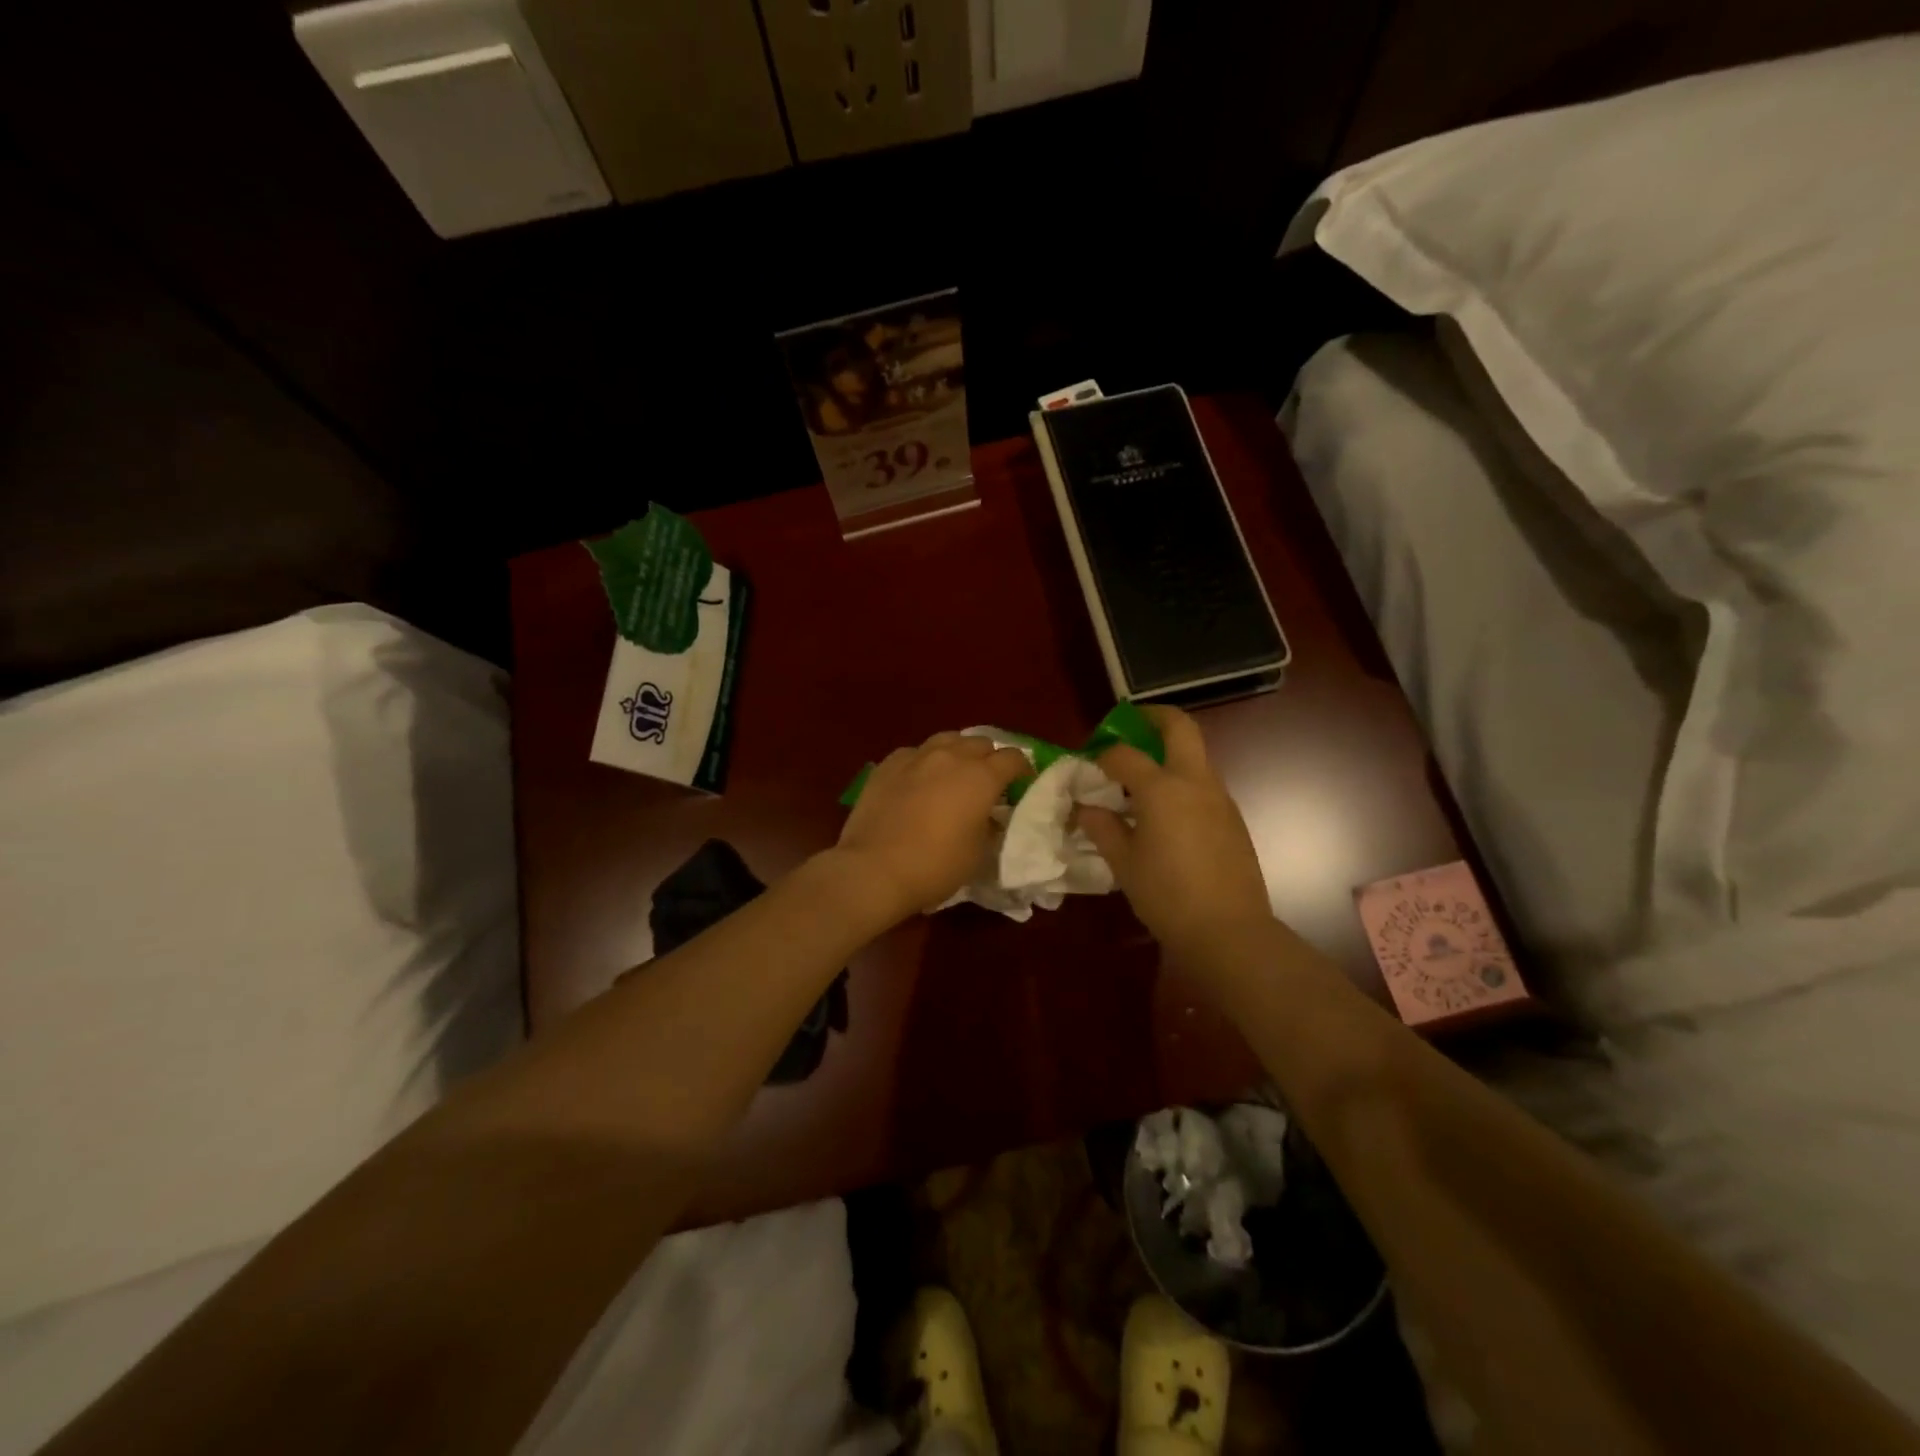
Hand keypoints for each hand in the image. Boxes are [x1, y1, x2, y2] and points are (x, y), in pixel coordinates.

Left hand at [832, 732, 1030, 923]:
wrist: (874, 868)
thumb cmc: (935, 866)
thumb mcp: (978, 852)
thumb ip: (989, 825)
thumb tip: (988, 815)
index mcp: (981, 777)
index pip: (1013, 758)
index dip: (1022, 770)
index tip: (1022, 785)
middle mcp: (951, 757)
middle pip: (980, 743)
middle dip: (990, 758)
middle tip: (988, 782)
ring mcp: (916, 756)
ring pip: (947, 739)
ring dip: (958, 752)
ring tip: (954, 773)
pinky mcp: (888, 764)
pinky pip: (915, 753)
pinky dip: (925, 761)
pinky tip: (919, 779)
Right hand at [1076, 706, 1273, 958]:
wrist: (1229, 931)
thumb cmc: (1167, 896)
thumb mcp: (1124, 863)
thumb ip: (1103, 828)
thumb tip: (1085, 808)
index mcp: (1162, 789)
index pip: (1124, 754)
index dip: (1103, 755)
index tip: (1090, 764)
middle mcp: (1195, 782)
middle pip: (1179, 727)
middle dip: (1153, 717)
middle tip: (1130, 725)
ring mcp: (1220, 798)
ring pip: (1195, 755)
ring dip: (1170, 753)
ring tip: (1142, 780)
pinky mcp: (1233, 818)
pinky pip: (1204, 784)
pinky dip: (1182, 782)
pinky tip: (1166, 814)